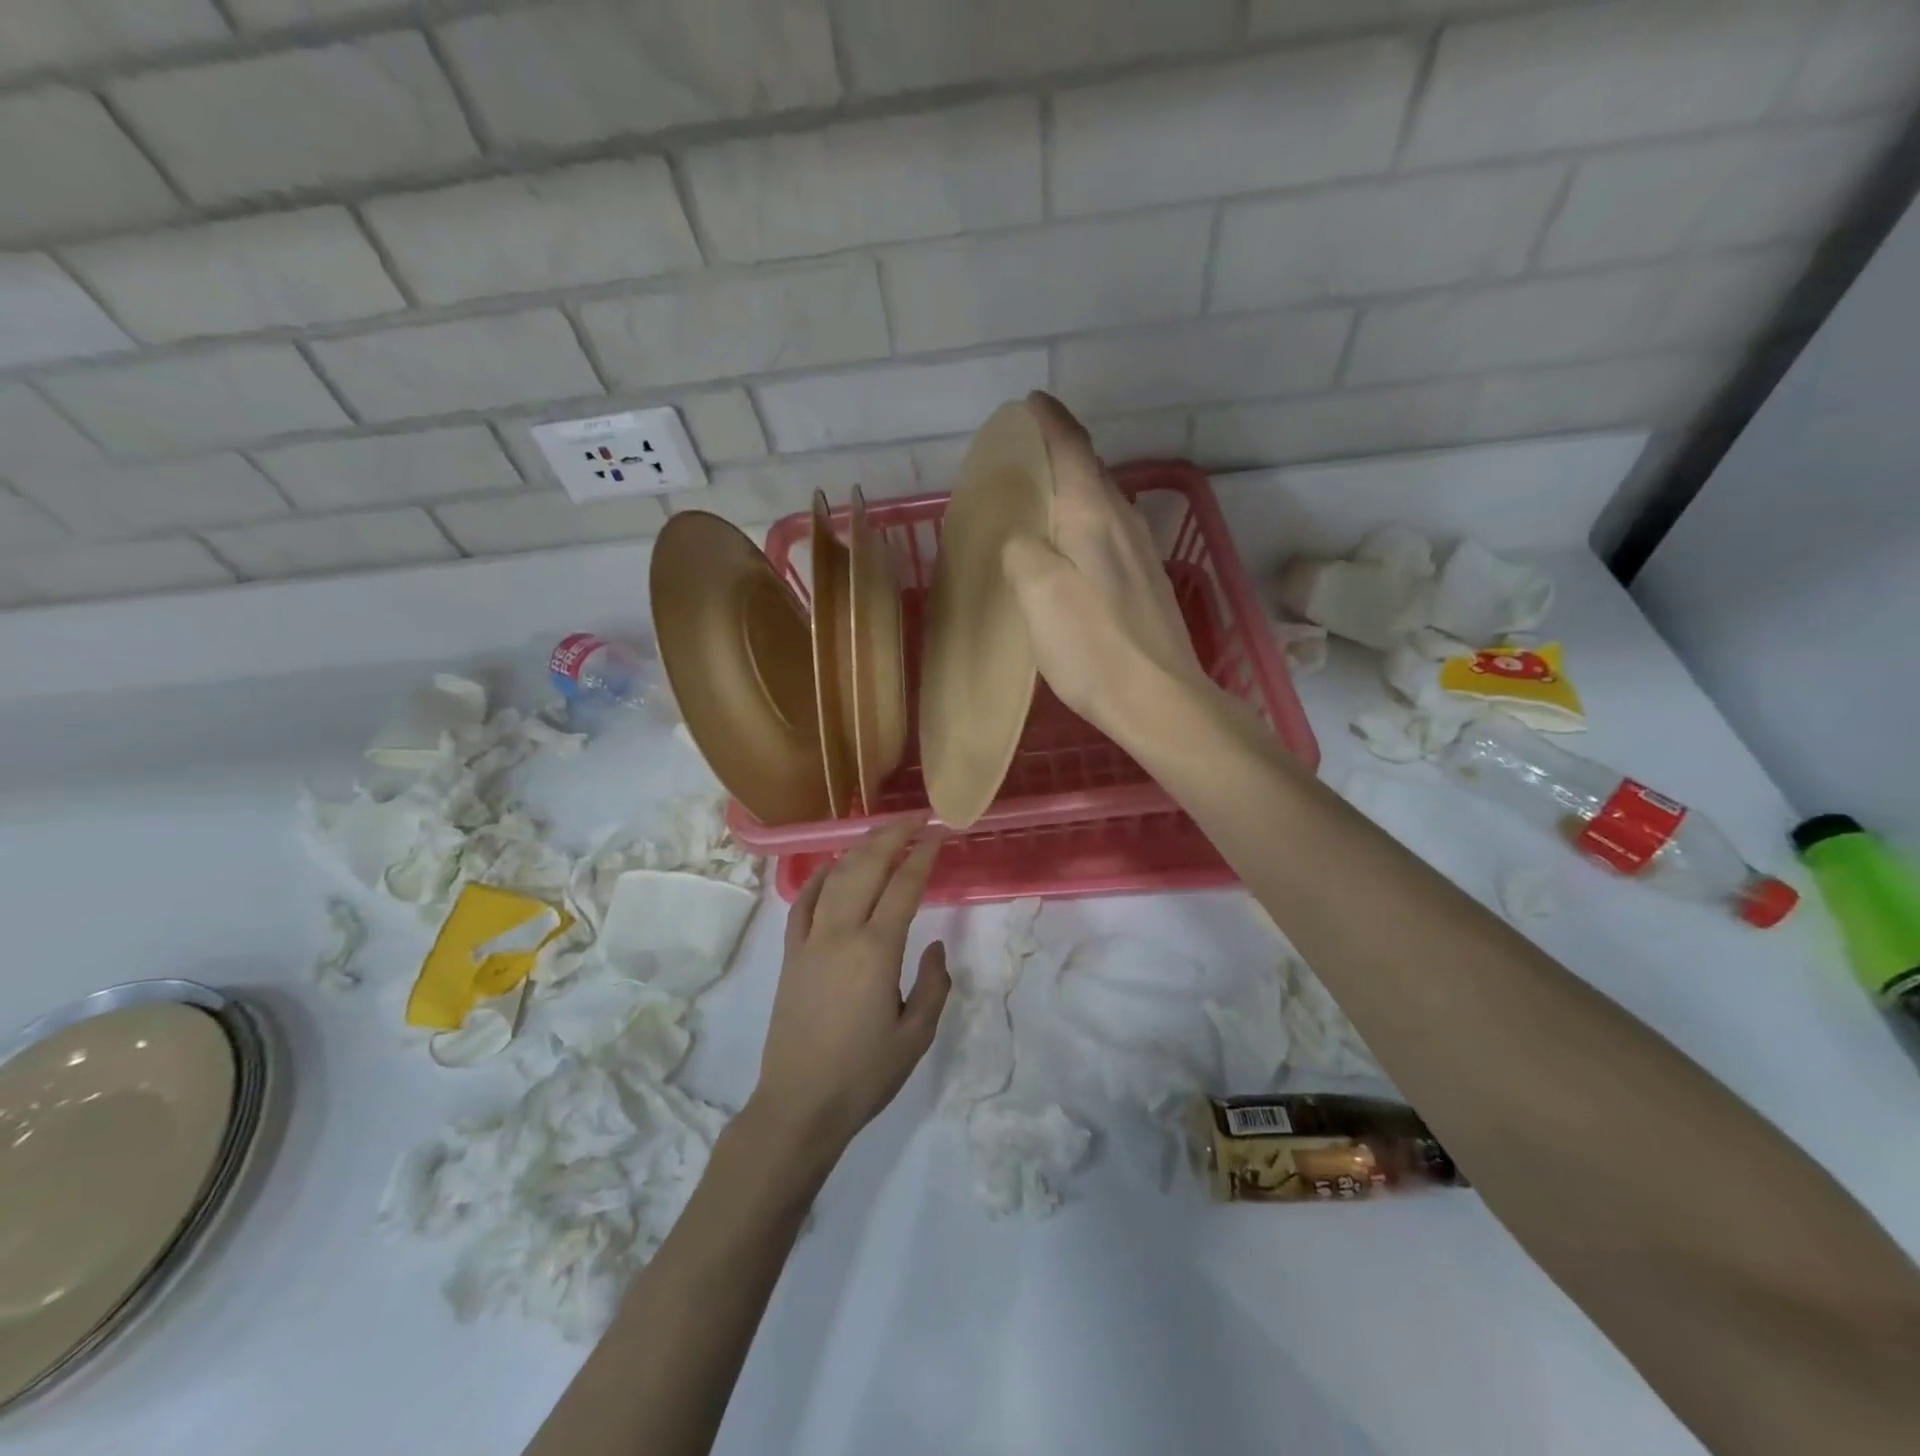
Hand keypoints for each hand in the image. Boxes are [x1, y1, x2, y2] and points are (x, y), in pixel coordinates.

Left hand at [750, 821, 950, 1160]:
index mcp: (876, 951)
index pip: (904, 887)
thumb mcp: (915, 1036)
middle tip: (913, 819)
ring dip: (859, 851)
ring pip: (835, 878)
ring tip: (880, 836)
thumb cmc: (864, 1075)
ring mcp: (809, 941)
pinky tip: (833, 870)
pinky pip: (804, 903)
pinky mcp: (789, 954)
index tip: (938, 834)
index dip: (923, 856)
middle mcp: (840, 934)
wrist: (799, 1104)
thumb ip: (933, 985)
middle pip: (866, 868)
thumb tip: (934, 946)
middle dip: (891, 837)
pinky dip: (820, 879)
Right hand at [1002, 392, 1215, 746]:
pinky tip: (1072, 543)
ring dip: (1073, 486)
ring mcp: (1140, 552)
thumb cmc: (1093, 645)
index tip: (1028, 403)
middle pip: (1090, 468)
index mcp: (1093, 514)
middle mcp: (1123, 521)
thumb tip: (1023, 538)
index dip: (1048, 420)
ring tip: (1042, 494)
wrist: (1158, 699)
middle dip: (1059, 449)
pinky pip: (1109, 530)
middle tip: (1023, 453)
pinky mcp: (1145, 581)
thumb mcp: (1038, 592)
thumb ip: (1021, 549)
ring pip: (1102, 500)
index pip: (1071, 446)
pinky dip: (1085, 520)